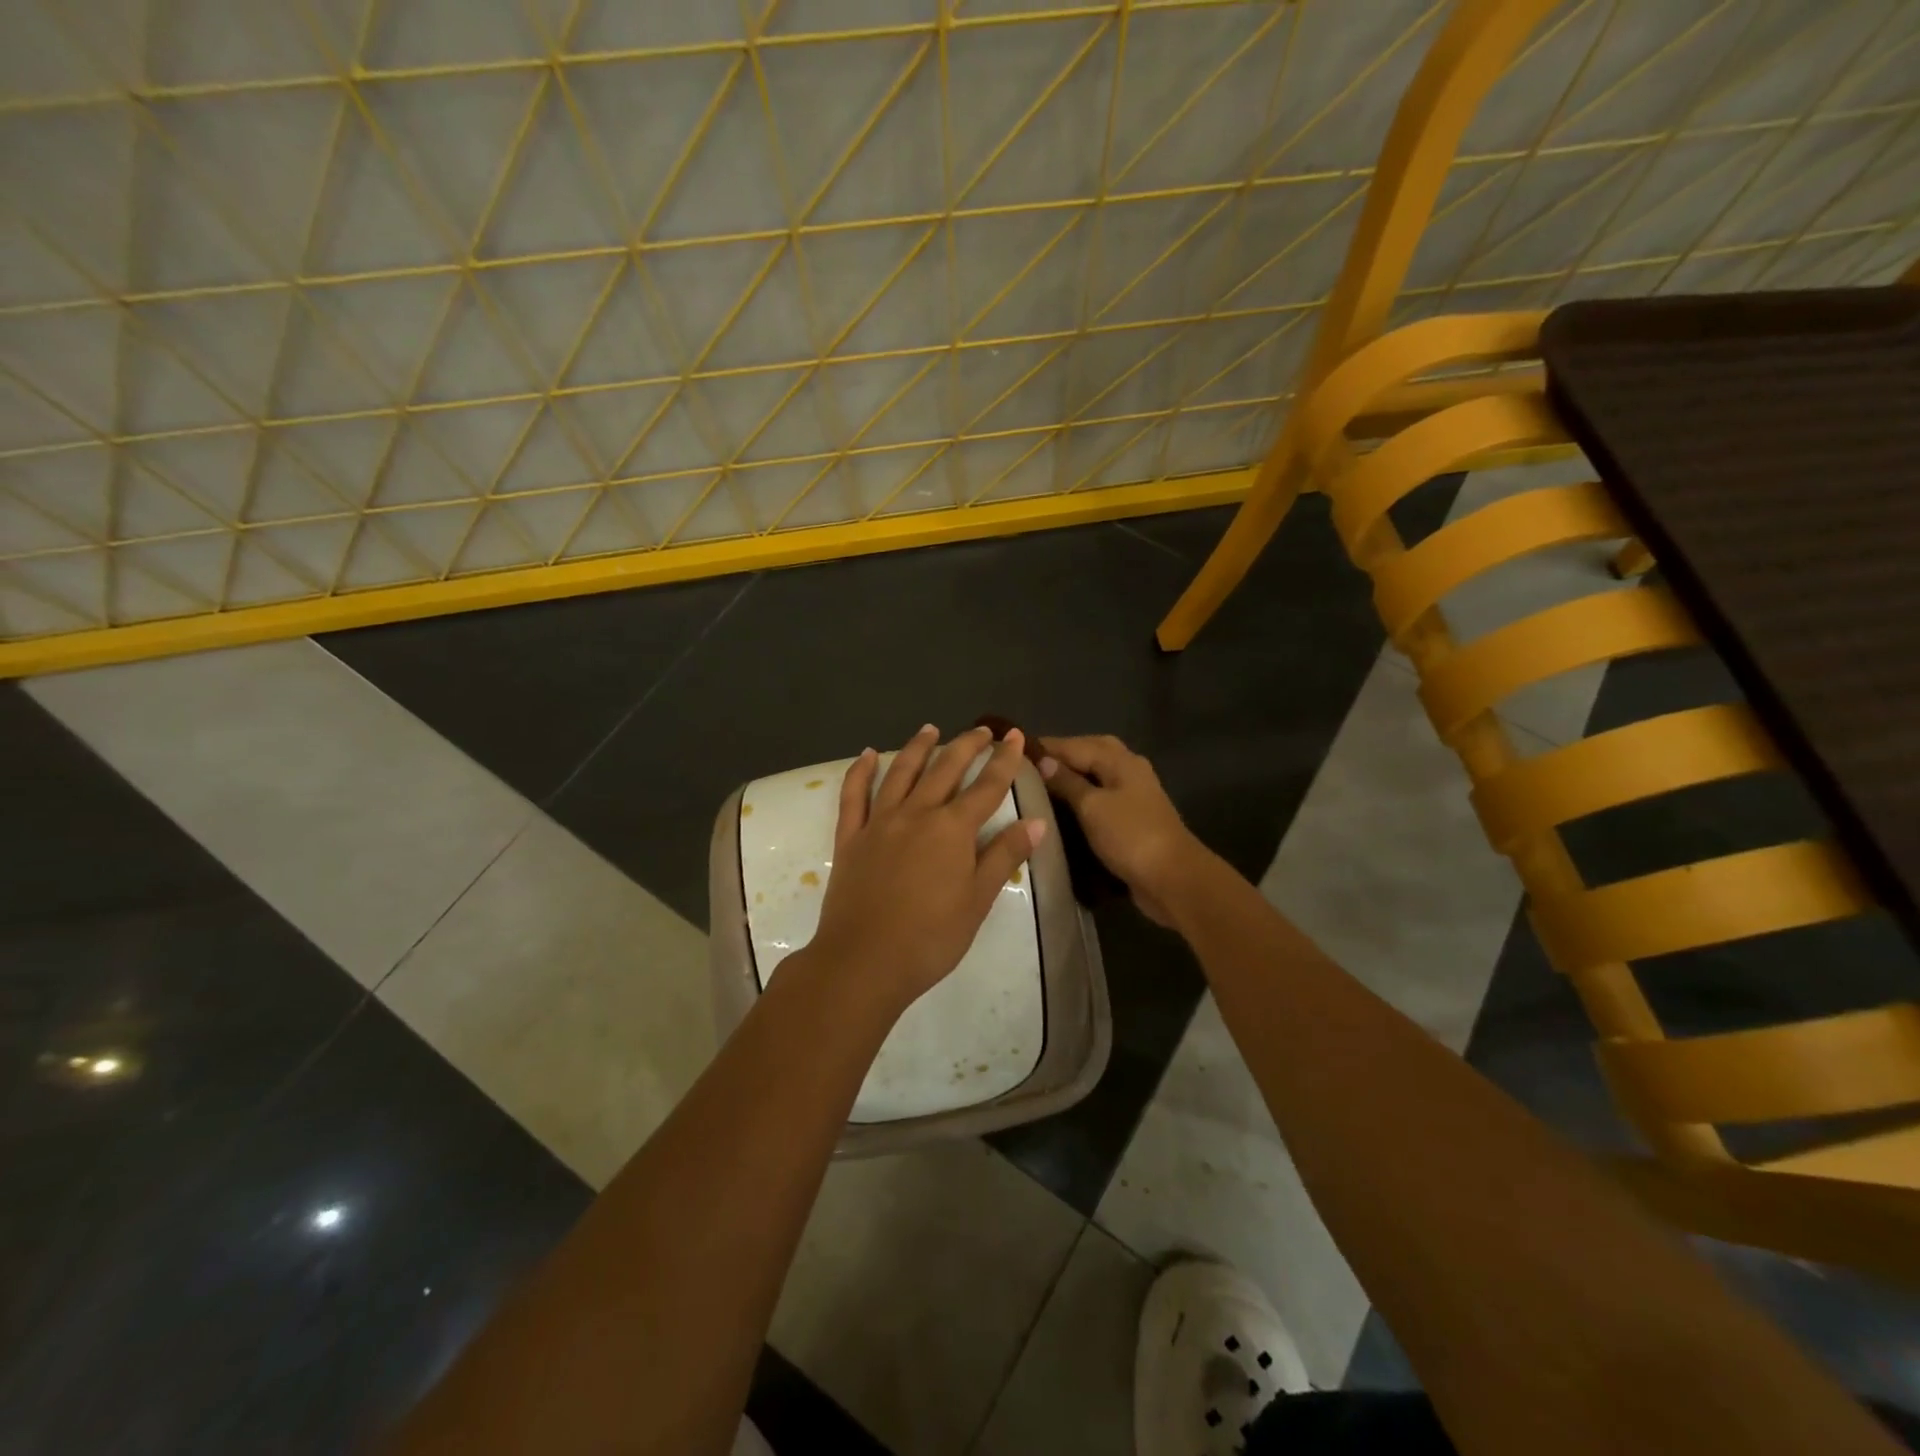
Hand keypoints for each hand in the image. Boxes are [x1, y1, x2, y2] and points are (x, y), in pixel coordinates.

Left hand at [809, 724, 1048, 1014]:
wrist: (864, 961)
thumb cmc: (930, 937)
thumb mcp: (978, 900)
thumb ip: (1004, 856)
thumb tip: (1037, 823)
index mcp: (952, 829)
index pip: (987, 786)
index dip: (1005, 760)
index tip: (1015, 736)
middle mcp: (917, 813)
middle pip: (945, 769)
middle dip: (966, 745)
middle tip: (981, 730)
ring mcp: (880, 822)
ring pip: (901, 773)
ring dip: (917, 747)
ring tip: (930, 729)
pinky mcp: (850, 836)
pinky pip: (854, 795)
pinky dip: (861, 771)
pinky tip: (867, 754)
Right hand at [1036, 735, 1209, 926]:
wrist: (1172, 878)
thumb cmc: (1129, 836)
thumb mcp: (1091, 806)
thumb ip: (1067, 781)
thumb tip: (1043, 761)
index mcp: (1120, 760)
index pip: (1075, 744)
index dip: (1045, 747)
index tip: (1014, 751)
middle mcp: (1129, 770)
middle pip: (1090, 753)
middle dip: (1060, 756)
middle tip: (1028, 767)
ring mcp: (1133, 794)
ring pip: (1097, 775)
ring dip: (1072, 776)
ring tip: (1040, 786)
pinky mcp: (1133, 818)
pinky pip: (1102, 797)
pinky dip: (1083, 797)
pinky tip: (1064, 808)